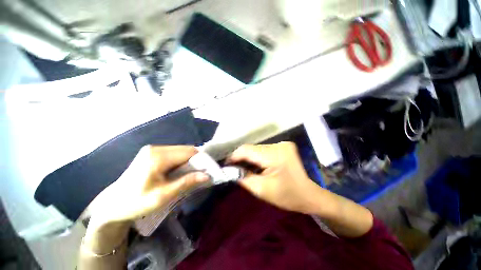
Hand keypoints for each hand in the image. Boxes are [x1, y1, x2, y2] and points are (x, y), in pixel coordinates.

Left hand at [88, 145, 209, 224]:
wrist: (113, 204)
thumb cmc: (136, 202)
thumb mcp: (163, 196)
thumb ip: (186, 183)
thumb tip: (207, 176)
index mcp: (158, 157)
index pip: (189, 152)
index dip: (201, 159)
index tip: (209, 169)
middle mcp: (156, 148)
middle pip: (186, 149)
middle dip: (196, 160)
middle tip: (201, 172)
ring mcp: (153, 149)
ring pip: (181, 150)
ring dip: (189, 160)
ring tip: (192, 173)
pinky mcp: (152, 153)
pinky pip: (174, 153)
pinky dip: (182, 160)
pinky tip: (181, 170)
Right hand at [228, 142, 321, 213]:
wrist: (311, 196)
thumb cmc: (289, 196)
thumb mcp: (262, 190)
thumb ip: (244, 178)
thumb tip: (231, 170)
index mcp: (275, 155)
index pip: (247, 150)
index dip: (234, 156)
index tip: (225, 165)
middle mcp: (279, 144)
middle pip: (252, 148)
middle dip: (241, 158)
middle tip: (233, 169)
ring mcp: (282, 144)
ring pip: (257, 149)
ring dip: (249, 158)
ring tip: (243, 168)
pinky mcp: (283, 147)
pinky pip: (264, 150)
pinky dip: (257, 157)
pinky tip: (255, 166)